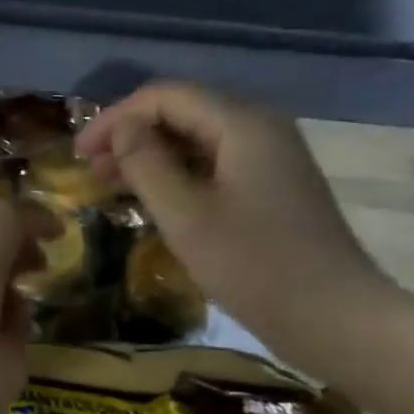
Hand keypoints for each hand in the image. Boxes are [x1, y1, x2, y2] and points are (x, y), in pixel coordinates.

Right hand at [75, 81, 398, 366]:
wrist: (335, 317)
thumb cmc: (255, 266)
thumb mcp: (187, 216)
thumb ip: (147, 164)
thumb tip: (121, 128)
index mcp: (242, 123)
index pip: (166, 96)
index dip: (115, 118)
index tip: (78, 154)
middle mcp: (260, 128)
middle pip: (183, 113)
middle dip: (131, 136)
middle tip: (90, 171)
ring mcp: (270, 159)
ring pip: (198, 142)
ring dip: (152, 158)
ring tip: (111, 185)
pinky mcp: (273, 189)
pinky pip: (215, 167)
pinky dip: (178, 178)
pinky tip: (154, 202)